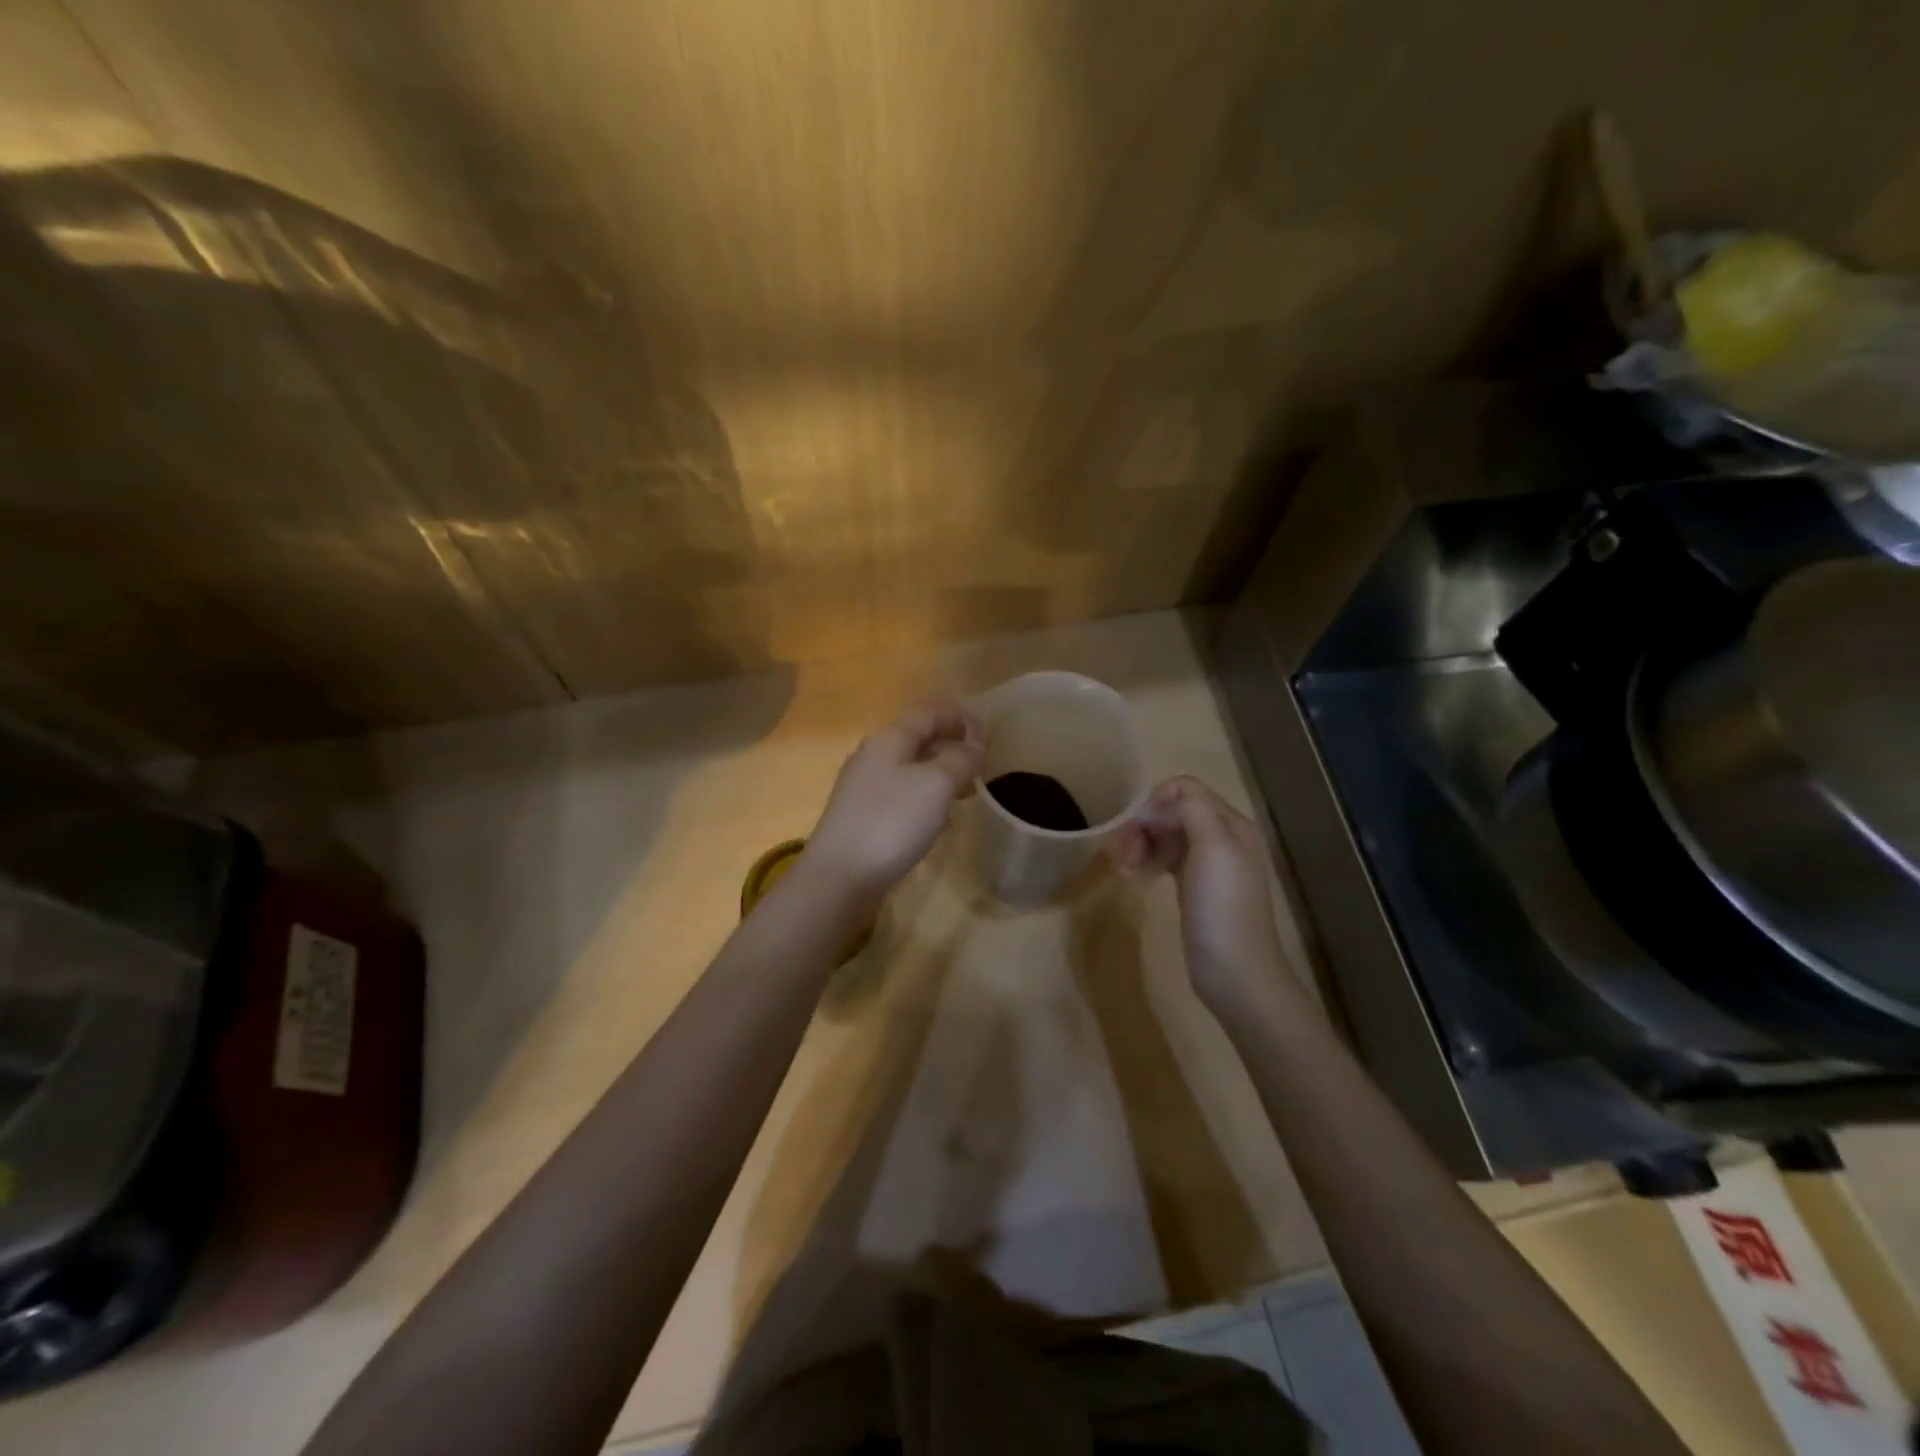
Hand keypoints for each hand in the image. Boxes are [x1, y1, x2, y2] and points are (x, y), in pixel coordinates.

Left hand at [805, 702, 983, 902]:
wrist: (840, 876)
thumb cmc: (892, 822)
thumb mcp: (936, 784)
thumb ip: (960, 759)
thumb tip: (973, 743)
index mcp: (889, 740)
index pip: (929, 713)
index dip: (960, 717)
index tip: (989, 732)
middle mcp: (873, 757)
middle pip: (918, 740)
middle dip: (952, 747)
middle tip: (981, 765)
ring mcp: (864, 789)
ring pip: (910, 771)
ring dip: (941, 776)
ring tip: (966, 793)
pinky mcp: (862, 818)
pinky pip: (901, 798)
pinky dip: (925, 801)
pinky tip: (938, 822)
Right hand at [1112, 776, 1295, 1016]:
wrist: (1235, 970)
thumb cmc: (1222, 906)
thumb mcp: (1214, 846)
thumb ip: (1191, 810)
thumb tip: (1159, 804)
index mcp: (1230, 822)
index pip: (1185, 788)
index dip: (1156, 802)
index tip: (1137, 829)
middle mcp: (1221, 836)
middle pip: (1172, 811)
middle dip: (1144, 825)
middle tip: (1124, 854)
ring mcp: (1207, 862)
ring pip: (1165, 835)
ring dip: (1141, 844)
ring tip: (1125, 870)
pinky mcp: (1192, 885)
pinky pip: (1165, 858)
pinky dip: (1146, 861)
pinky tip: (1134, 877)